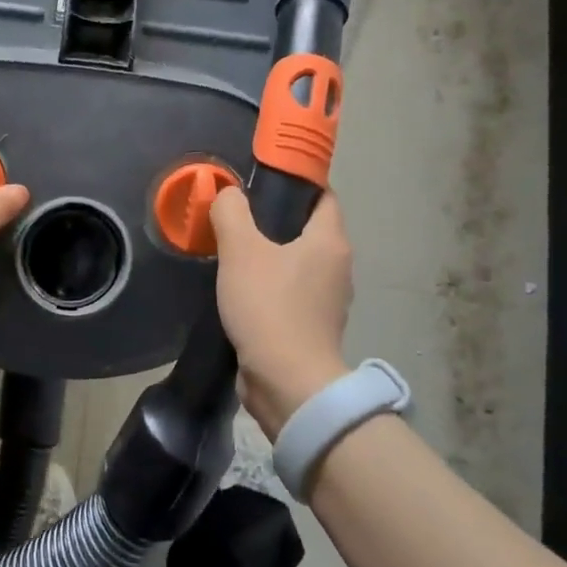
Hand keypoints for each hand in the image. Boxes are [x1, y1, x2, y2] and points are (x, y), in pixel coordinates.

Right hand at [211, 186, 353, 434]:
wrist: (288, 383)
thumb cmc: (269, 307)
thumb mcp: (241, 250)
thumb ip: (231, 212)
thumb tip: (228, 194)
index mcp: (330, 242)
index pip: (323, 196)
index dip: (296, 184)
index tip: (260, 183)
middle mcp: (337, 267)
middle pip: (308, 229)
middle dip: (274, 220)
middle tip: (236, 217)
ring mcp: (327, 301)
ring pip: (298, 263)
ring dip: (270, 256)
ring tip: (232, 253)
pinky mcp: (312, 327)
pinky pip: (291, 293)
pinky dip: (270, 286)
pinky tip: (241, 290)